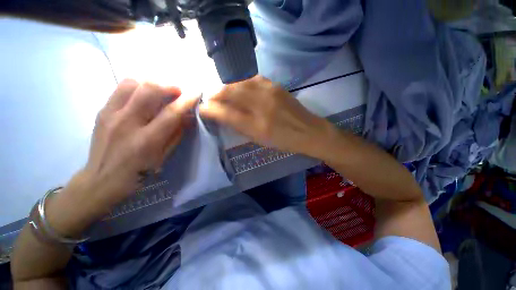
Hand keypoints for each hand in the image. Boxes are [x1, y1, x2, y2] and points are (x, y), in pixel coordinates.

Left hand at [46, 80, 197, 234]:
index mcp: (146, 139)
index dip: (186, 100)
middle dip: (168, 86)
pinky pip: (120, 89)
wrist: (100, 180)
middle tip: (177, 91)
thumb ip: (176, 134)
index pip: (171, 113)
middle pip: (149, 90)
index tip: (196, 92)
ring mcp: (110, 115)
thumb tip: (189, 117)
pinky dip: (136, 87)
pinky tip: (143, 96)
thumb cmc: (138, 173)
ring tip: (160, 91)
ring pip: (131, 83)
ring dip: (150, 83)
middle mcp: (127, 122)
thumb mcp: (163, 157)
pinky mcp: (101, 111)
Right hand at [200, 76, 331, 154]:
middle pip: (230, 93)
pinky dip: (242, 83)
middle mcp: (262, 106)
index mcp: (257, 125)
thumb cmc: (284, 141)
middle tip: (210, 99)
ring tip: (222, 94)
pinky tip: (240, 89)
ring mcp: (270, 92)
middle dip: (215, 94)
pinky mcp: (276, 86)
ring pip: (240, 83)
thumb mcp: (260, 139)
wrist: (309, 131)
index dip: (211, 110)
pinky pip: (252, 80)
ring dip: (227, 88)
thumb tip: (223, 115)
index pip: (226, 113)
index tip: (203, 108)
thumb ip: (241, 127)